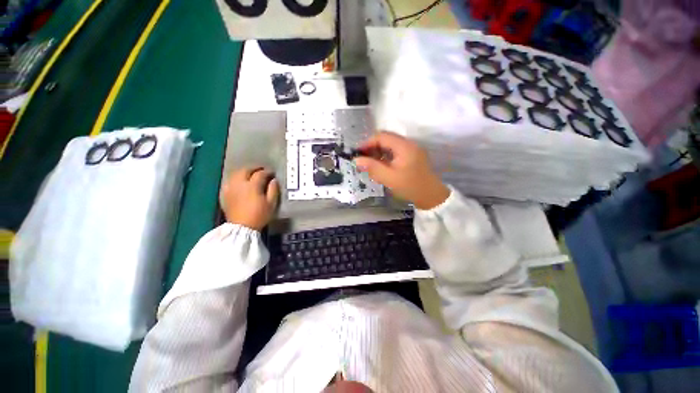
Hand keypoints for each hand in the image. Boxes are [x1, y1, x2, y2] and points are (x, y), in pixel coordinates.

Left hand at [221, 167, 279, 230]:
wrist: (242, 227)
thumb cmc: (259, 215)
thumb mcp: (271, 204)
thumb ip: (273, 190)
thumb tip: (274, 180)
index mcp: (252, 186)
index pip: (260, 174)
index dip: (267, 172)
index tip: (272, 173)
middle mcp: (240, 184)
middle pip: (246, 170)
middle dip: (254, 168)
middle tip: (261, 170)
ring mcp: (231, 188)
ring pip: (236, 174)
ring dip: (244, 171)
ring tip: (251, 174)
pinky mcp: (225, 193)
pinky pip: (230, 181)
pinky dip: (236, 178)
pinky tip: (240, 181)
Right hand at [354, 131, 449, 209]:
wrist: (431, 196)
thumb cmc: (410, 187)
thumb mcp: (389, 178)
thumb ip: (372, 167)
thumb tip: (356, 160)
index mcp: (404, 146)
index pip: (382, 136)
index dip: (368, 143)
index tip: (358, 153)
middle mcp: (409, 143)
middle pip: (386, 139)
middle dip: (372, 147)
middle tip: (363, 159)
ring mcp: (412, 149)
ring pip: (390, 145)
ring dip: (378, 152)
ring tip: (369, 163)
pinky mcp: (412, 156)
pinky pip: (395, 151)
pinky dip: (386, 156)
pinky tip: (381, 165)